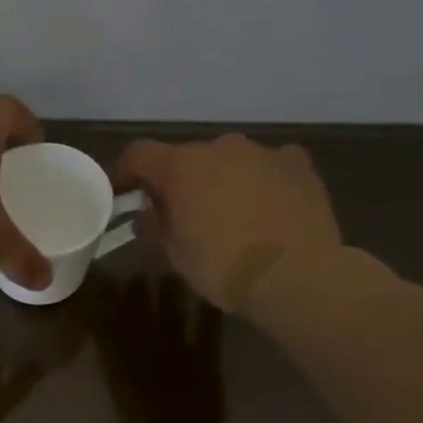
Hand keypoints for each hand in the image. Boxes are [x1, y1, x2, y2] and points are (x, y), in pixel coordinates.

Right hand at [95, 273, 225, 422]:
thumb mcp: (120, 395)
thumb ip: (115, 364)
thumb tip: (112, 332)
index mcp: (120, 367)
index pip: (110, 324)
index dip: (109, 299)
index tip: (109, 279)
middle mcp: (145, 358)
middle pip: (139, 315)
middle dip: (138, 291)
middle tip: (140, 268)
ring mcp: (177, 360)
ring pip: (170, 317)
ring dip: (170, 293)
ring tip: (170, 273)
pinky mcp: (205, 367)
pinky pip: (207, 332)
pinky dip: (208, 312)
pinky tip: (209, 295)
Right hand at [114, 134, 341, 310]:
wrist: (297, 275)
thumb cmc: (223, 267)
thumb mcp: (174, 255)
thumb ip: (154, 227)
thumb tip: (147, 215)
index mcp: (181, 167)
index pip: (138, 154)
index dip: (126, 172)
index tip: (124, 196)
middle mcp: (219, 147)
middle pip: (186, 157)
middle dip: (178, 181)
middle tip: (180, 215)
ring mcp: (262, 151)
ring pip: (228, 160)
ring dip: (220, 180)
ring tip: (228, 214)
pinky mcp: (297, 163)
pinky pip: (267, 165)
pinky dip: (259, 180)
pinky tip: (266, 208)